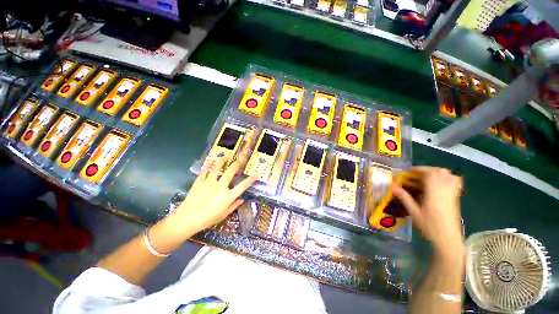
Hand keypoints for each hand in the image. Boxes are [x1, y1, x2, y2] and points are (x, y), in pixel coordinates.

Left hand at [166, 156, 257, 236]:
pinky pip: (205, 171)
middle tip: (241, 156)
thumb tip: (242, 199)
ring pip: (217, 168)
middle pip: (231, 171)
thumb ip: (234, 205)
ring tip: (226, 156)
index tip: (258, 173)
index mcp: (228, 196)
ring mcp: (209, 183)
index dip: (252, 179)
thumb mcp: (223, 215)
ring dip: (222, 160)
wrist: (186, 220)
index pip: (243, 185)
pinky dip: (208, 164)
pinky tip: (211, 160)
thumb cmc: (207, 219)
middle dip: (237, 163)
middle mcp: (220, 186)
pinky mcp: (199, 182)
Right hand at [393, 167, 462, 256]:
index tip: (408, 171)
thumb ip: (405, 198)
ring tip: (426, 177)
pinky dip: (446, 177)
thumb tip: (393, 187)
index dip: (419, 169)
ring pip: (449, 175)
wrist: (448, 239)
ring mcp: (452, 194)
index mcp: (435, 194)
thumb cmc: (430, 227)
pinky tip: (437, 184)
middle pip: (440, 171)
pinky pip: (454, 181)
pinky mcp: (455, 197)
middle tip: (415, 174)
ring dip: (437, 172)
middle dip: (427, 169)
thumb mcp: (415, 213)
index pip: (430, 174)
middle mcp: (445, 191)